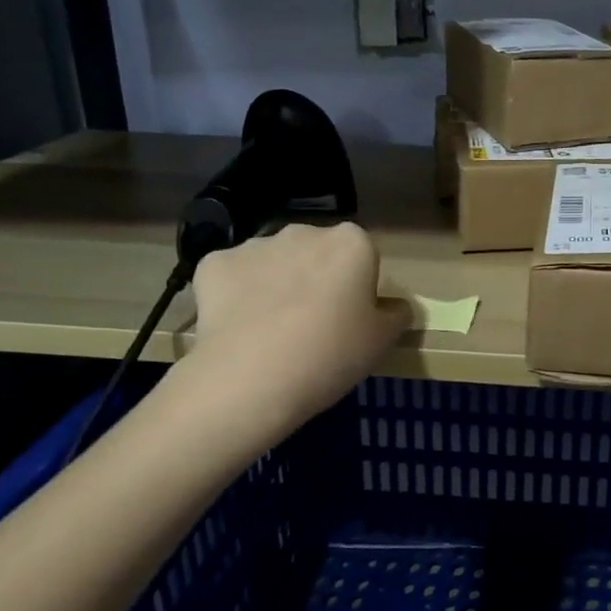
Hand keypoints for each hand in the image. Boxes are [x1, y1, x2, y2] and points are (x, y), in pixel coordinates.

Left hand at [182, 222, 410, 426]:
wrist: (250, 378)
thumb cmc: (331, 354)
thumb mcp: (382, 341)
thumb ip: (396, 315)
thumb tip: (394, 307)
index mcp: (352, 242)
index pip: (362, 256)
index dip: (357, 287)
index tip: (350, 320)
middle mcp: (304, 231)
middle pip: (316, 253)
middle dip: (315, 278)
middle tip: (313, 326)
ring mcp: (255, 244)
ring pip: (273, 262)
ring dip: (276, 283)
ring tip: (272, 332)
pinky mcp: (214, 263)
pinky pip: (232, 276)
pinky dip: (236, 295)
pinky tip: (238, 328)